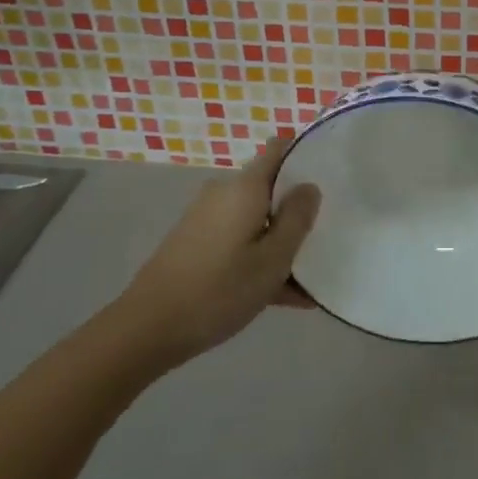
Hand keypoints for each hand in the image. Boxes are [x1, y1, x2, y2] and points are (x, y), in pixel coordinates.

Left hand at [112, 138, 320, 371]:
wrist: (147, 329)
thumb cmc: (219, 289)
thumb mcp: (273, 259)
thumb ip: (297, 219)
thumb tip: (309, 186)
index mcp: (245, 187)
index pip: (279, 149)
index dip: (304, 154)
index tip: (330, 173)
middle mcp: (224, 194)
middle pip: (270, 189)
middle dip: (297, 210)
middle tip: (326, 235)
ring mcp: (206, 220)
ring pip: (257, 221)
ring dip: (281, 243)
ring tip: (311, 280)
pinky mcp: (196, 245)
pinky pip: (239, 242)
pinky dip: (259, 260)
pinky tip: (285, 297)